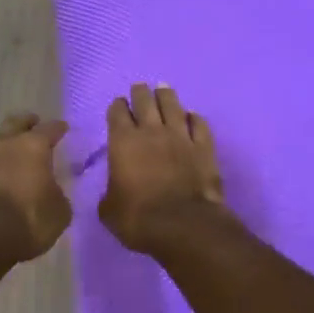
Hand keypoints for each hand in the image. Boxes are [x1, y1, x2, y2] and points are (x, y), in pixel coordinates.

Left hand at [0, 112, 71, 264]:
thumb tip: (50, 190)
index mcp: (32, 148)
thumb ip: (56, 194)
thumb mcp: (58, 214)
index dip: (57, 128)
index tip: (62, 128)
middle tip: (32, 124)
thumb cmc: (25, 224)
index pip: (49, 129)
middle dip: (25, 123)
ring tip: (4, 150)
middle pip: (14, 123)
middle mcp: (1, 143)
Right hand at [99, 83, 225, 253]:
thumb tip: (115, 191)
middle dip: (140, 92)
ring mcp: (180, 137)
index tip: (119, 104)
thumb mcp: (109, 209)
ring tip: (163, 88)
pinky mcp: (204, 147)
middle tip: (140, 88)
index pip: (117, 113)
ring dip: (166, 95)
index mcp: (122, 142)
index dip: (117, 106)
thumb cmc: (137, 218)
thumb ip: (110, 192)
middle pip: (145, 101)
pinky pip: (199, 124)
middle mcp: (151, 132)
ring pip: (173, 105)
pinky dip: (194, 117)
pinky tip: (192, 115)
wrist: (182, 225)